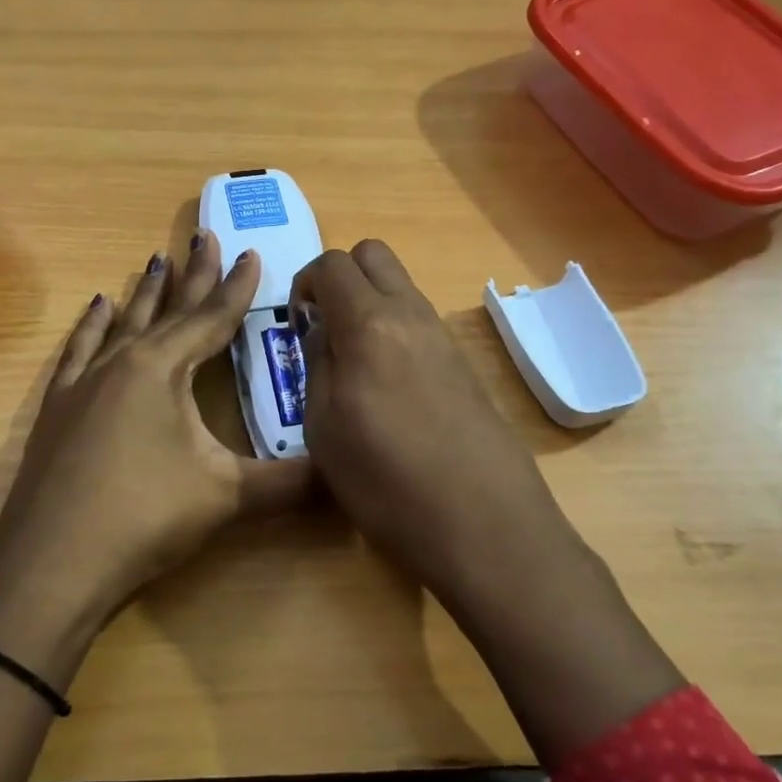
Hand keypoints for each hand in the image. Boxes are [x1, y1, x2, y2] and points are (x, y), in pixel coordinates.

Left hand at [0, 232, 313, 645]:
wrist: (52, 563)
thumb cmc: (144, 516)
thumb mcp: (226, 497)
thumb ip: (288, 482)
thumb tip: (343, 477)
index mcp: (162, 369)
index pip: (210, 319)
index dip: (237, 288)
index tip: (252, 253)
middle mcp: (121, 362)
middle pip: (166, 309)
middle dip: (192, 275)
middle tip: (205, 236)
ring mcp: (83, 383)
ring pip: (121, 323)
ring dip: (144, 293)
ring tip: (156, 260)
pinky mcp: (58, 408)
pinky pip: (79, 351)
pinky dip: (91, 326)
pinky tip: (96, 308)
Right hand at [290, 240, 576, 599]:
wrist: (484, 526)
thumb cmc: (386, 482)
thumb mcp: (324, 428)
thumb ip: (318, 364)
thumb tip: (321, 329)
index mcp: (371, 324)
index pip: (332, 263)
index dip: (304, 282)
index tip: (297, 324)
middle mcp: (412, 316)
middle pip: (374, 255)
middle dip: (340, 276)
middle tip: (324, 327)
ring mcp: (445, 338)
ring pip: (401, 287)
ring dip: (369, 304)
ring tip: (353, 364)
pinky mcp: (465, 365)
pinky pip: (420, 322)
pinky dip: (394, 331)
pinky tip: (388, 388)